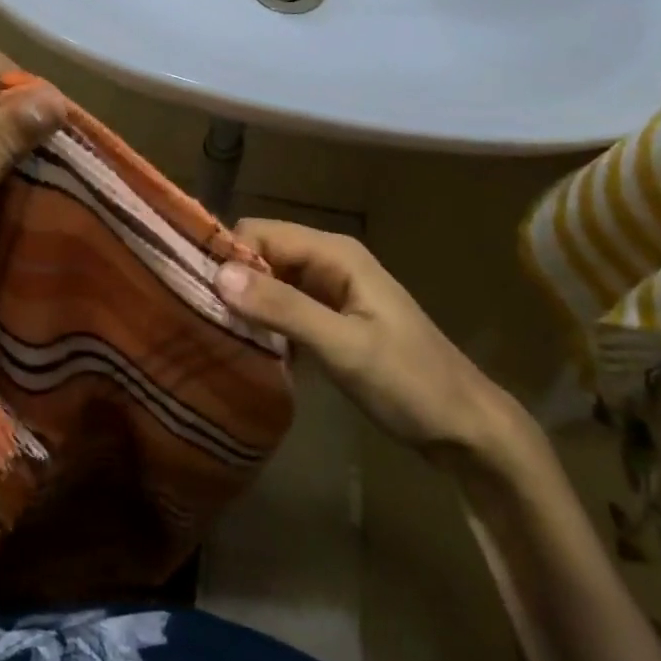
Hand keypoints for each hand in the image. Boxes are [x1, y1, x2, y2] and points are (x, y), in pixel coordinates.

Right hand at [216, 219, 524, 462]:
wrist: (465, 427)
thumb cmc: (409, 382)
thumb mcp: (344, 346)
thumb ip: (283, 309)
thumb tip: (219, 274)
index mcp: (335, 253)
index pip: (260, 233)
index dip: (227, 255)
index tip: (196, 292)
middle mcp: (329, 262)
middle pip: (262, 256)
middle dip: (232, 281)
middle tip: (201, 319)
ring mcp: (331, 292)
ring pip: (270, 284)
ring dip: (246, 306)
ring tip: (215, 336)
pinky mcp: (330, 320)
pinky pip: (283, 309)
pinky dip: (265, 326)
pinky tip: (250, 352)